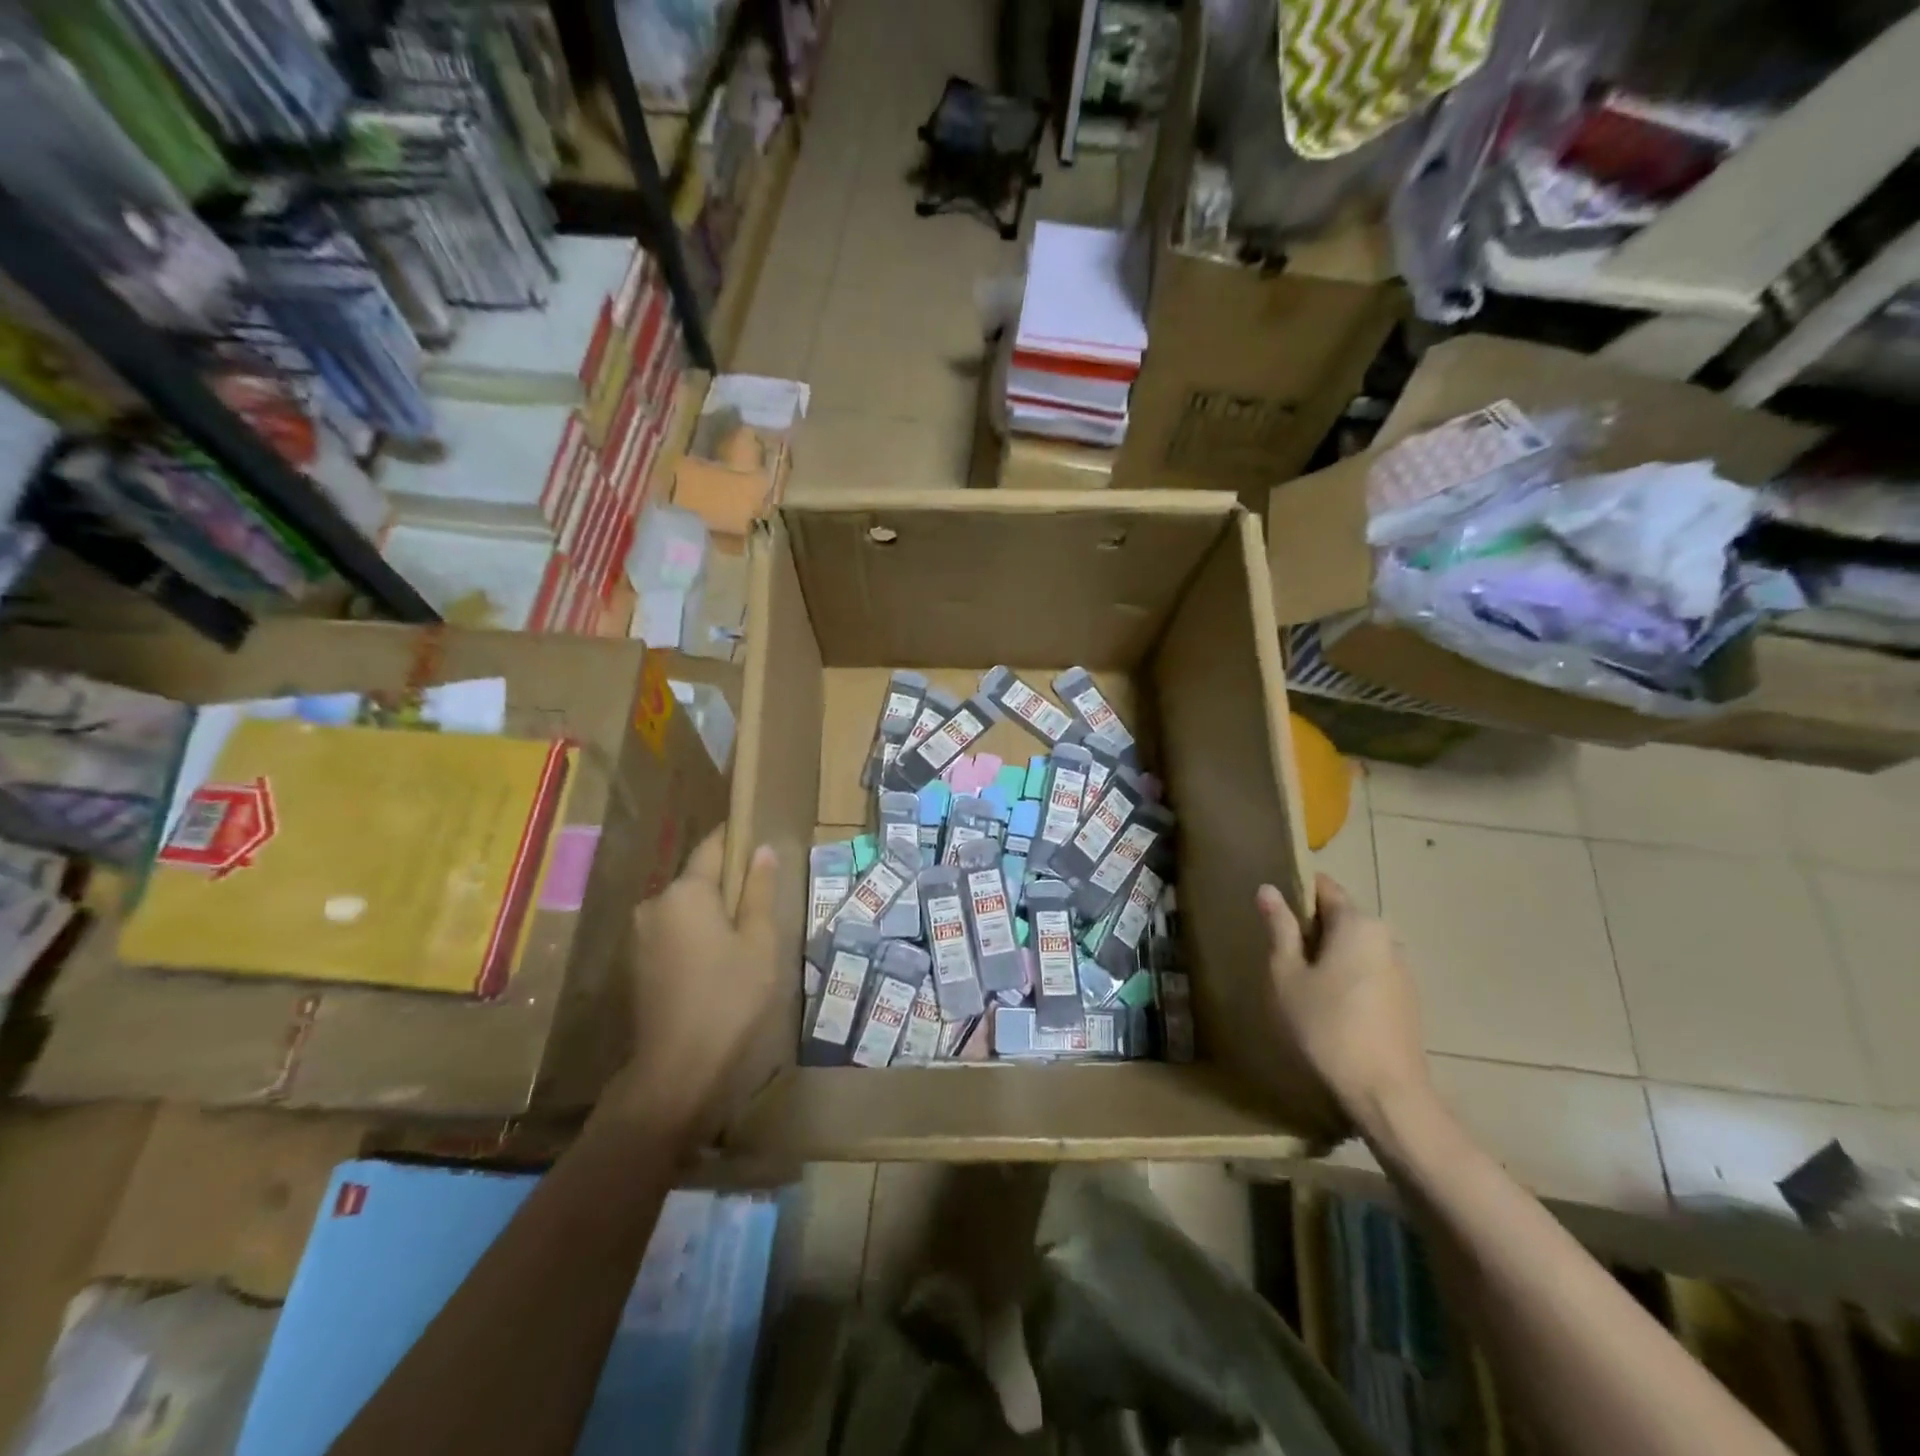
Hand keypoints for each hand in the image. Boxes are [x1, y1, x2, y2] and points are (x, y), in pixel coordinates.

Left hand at [606, 824, 780, 1140]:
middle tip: (762, 903)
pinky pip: (672, 932)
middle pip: (697, 879)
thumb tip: (762, 850)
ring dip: (711, 913)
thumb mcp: (760, 942)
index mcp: (685, 892)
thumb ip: (759, 891)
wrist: (676, 1070)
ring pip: (685, 909)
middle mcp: (655, 904)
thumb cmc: (729, 998)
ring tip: (744, 937)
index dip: (736, 838)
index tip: (758, 835)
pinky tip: (717, 962)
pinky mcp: (636, 964)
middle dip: (727, 884)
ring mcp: (640, 936)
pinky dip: (695, 936)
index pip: (713, 847)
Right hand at [1257, 875, 1431, 1133]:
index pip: (1324, 887)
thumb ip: (1279, 929)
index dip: (1295, 892)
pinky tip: (1329, 1006)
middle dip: (1310, 928)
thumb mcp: (1287, 975)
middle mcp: (1385, 937)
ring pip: (1355, 946)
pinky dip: (1346, 975)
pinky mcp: (1407, 998)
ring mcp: (1401, 968)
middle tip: (1278, 953)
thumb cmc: (1325, 1026)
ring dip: (1328, 954)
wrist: (1386, 1093)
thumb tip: (1269, 889)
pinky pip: (1368, 970)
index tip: (1271, 913)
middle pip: (1341, 916)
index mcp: (1357, 923)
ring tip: (1300, 982)